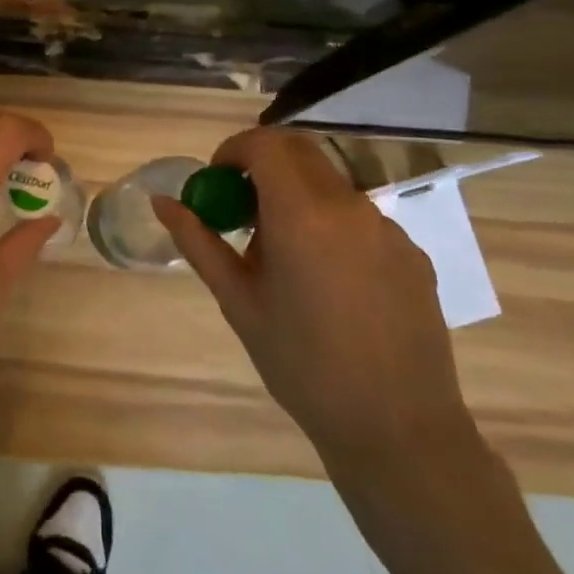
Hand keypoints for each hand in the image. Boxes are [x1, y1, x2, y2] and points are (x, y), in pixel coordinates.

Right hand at [155, 127, 478, 486]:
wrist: (397, 430)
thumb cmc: (301, 365)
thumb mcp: (238, 302)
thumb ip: (198, 242)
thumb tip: (161, 202)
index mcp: (303, 215)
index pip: (266, 144)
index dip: (234, 150)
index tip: (217, 180)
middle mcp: (350, 207)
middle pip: (301, 152)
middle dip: (263, 164)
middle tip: (242, 208)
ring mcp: (388, 228)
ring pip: (330, 184)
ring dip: (297, 196)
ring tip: (283, 256)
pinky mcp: (411, 252)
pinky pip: (359, 217)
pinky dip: (330, 224)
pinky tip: (327, 282)